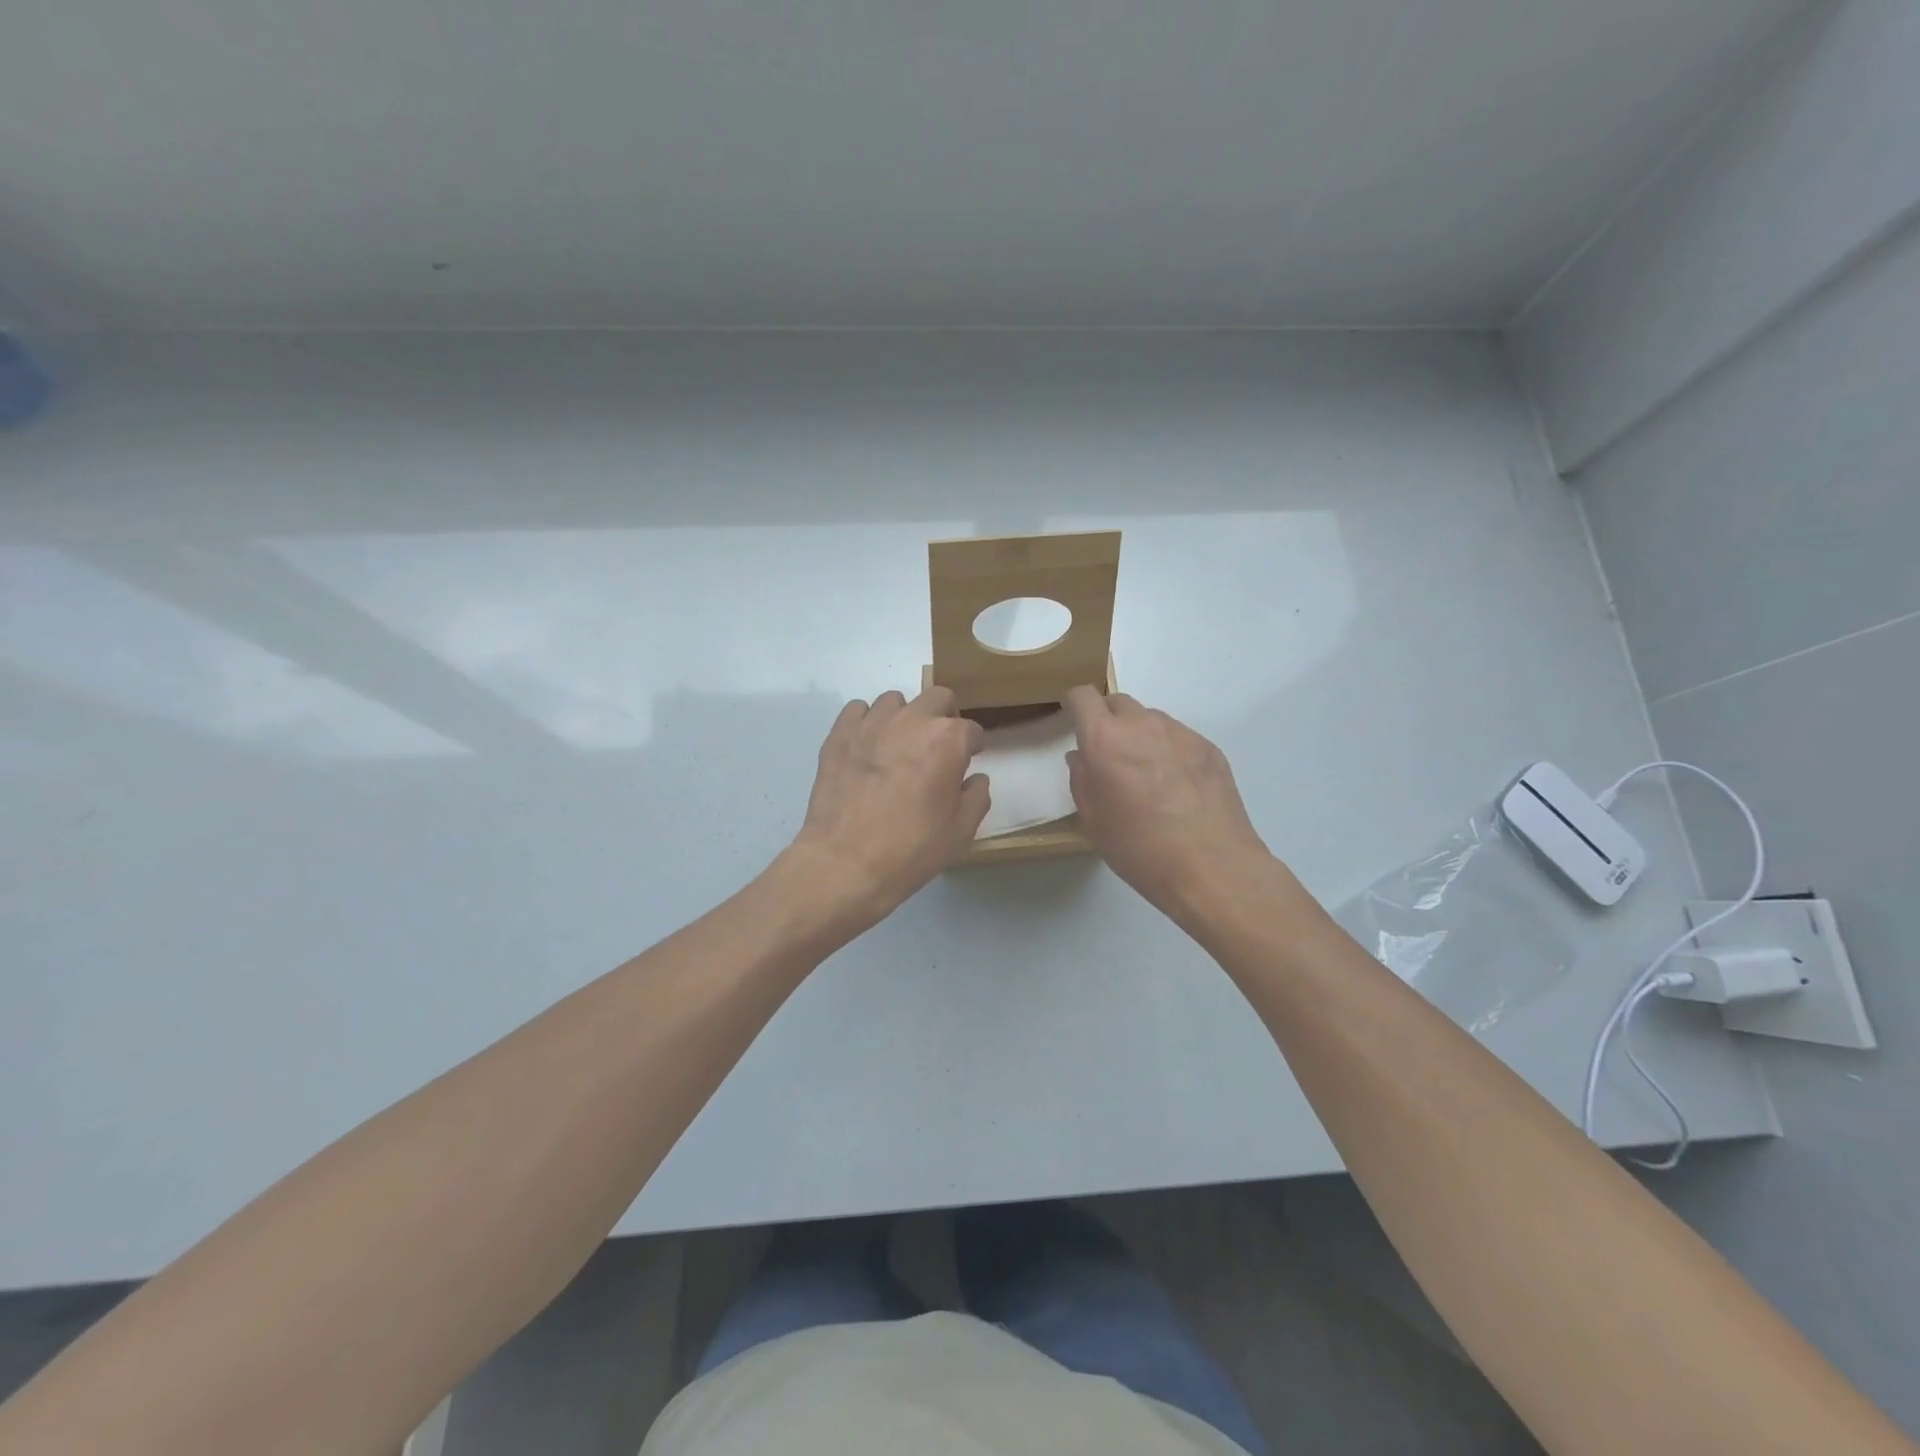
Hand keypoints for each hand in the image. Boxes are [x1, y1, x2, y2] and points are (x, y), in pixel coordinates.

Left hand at [788, 687, 988, 925]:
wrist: (846, 863)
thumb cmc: (911, 849)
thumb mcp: (960, 831)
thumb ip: (976, 796)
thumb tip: (974, 779)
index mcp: (948, 740)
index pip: (971, 730)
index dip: (973, 746)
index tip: (968, 761)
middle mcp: (912, 720)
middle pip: (937, 698)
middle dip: (945, 716)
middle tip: (939, 746)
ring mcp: (872, 724)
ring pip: (895, 700)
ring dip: (904, 717)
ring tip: (899, 746)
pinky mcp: (839, 734)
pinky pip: (858, 710)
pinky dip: (866, 722)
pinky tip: (867, 747)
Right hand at [1065, 686, 1272, 922]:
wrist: (1212, 867)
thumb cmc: (1140, 848)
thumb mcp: (1094, 820)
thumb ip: (1082, 780)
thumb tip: (1083, 757)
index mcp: (1106, 740)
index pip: (1084, 697)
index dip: (1075, 705)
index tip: (1074, 721)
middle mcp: (1143, 725)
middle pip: (1118, 702)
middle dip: (1108, 720)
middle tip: (1110, 756)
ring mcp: (1180, 733)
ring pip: (1150, 720)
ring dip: (1140, 735)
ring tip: (1147, 775)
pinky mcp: (1209, 748)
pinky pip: (1178, 737)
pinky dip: (1168, 751)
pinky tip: (1176, 787)